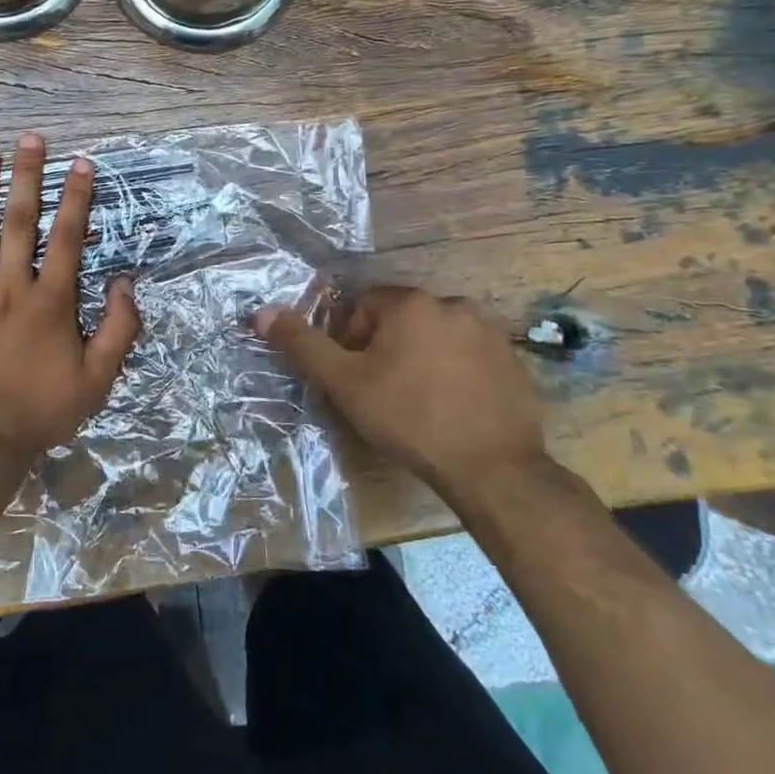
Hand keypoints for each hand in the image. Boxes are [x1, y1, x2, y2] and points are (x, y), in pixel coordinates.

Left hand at [0, 134, 141, 459]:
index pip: (68, 237)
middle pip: (20, 221)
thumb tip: (125, 283)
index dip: (76, 197)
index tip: (80, 163)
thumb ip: (119, 329)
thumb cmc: (41, 410)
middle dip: (28, 176)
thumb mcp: (98, 380)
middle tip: (30, 139)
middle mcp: (10, 286)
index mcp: (51, 301)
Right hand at [254, 287, 547, 510]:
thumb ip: (302, 344)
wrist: (494, 471)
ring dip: (419, 358)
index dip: (349, 342)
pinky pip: (468, 355)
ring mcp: (490, 332)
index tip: (355, 378)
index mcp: (411, 303)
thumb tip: (261, 312)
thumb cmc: (410, 419)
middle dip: (384, 349)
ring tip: (416, 402)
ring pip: (434, 336)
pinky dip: (453, 372)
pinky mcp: (513, 361)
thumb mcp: (345, 383)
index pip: (362, 307)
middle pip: (399, 319)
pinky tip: (450, 407)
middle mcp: (453, 304)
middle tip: (381, 392)